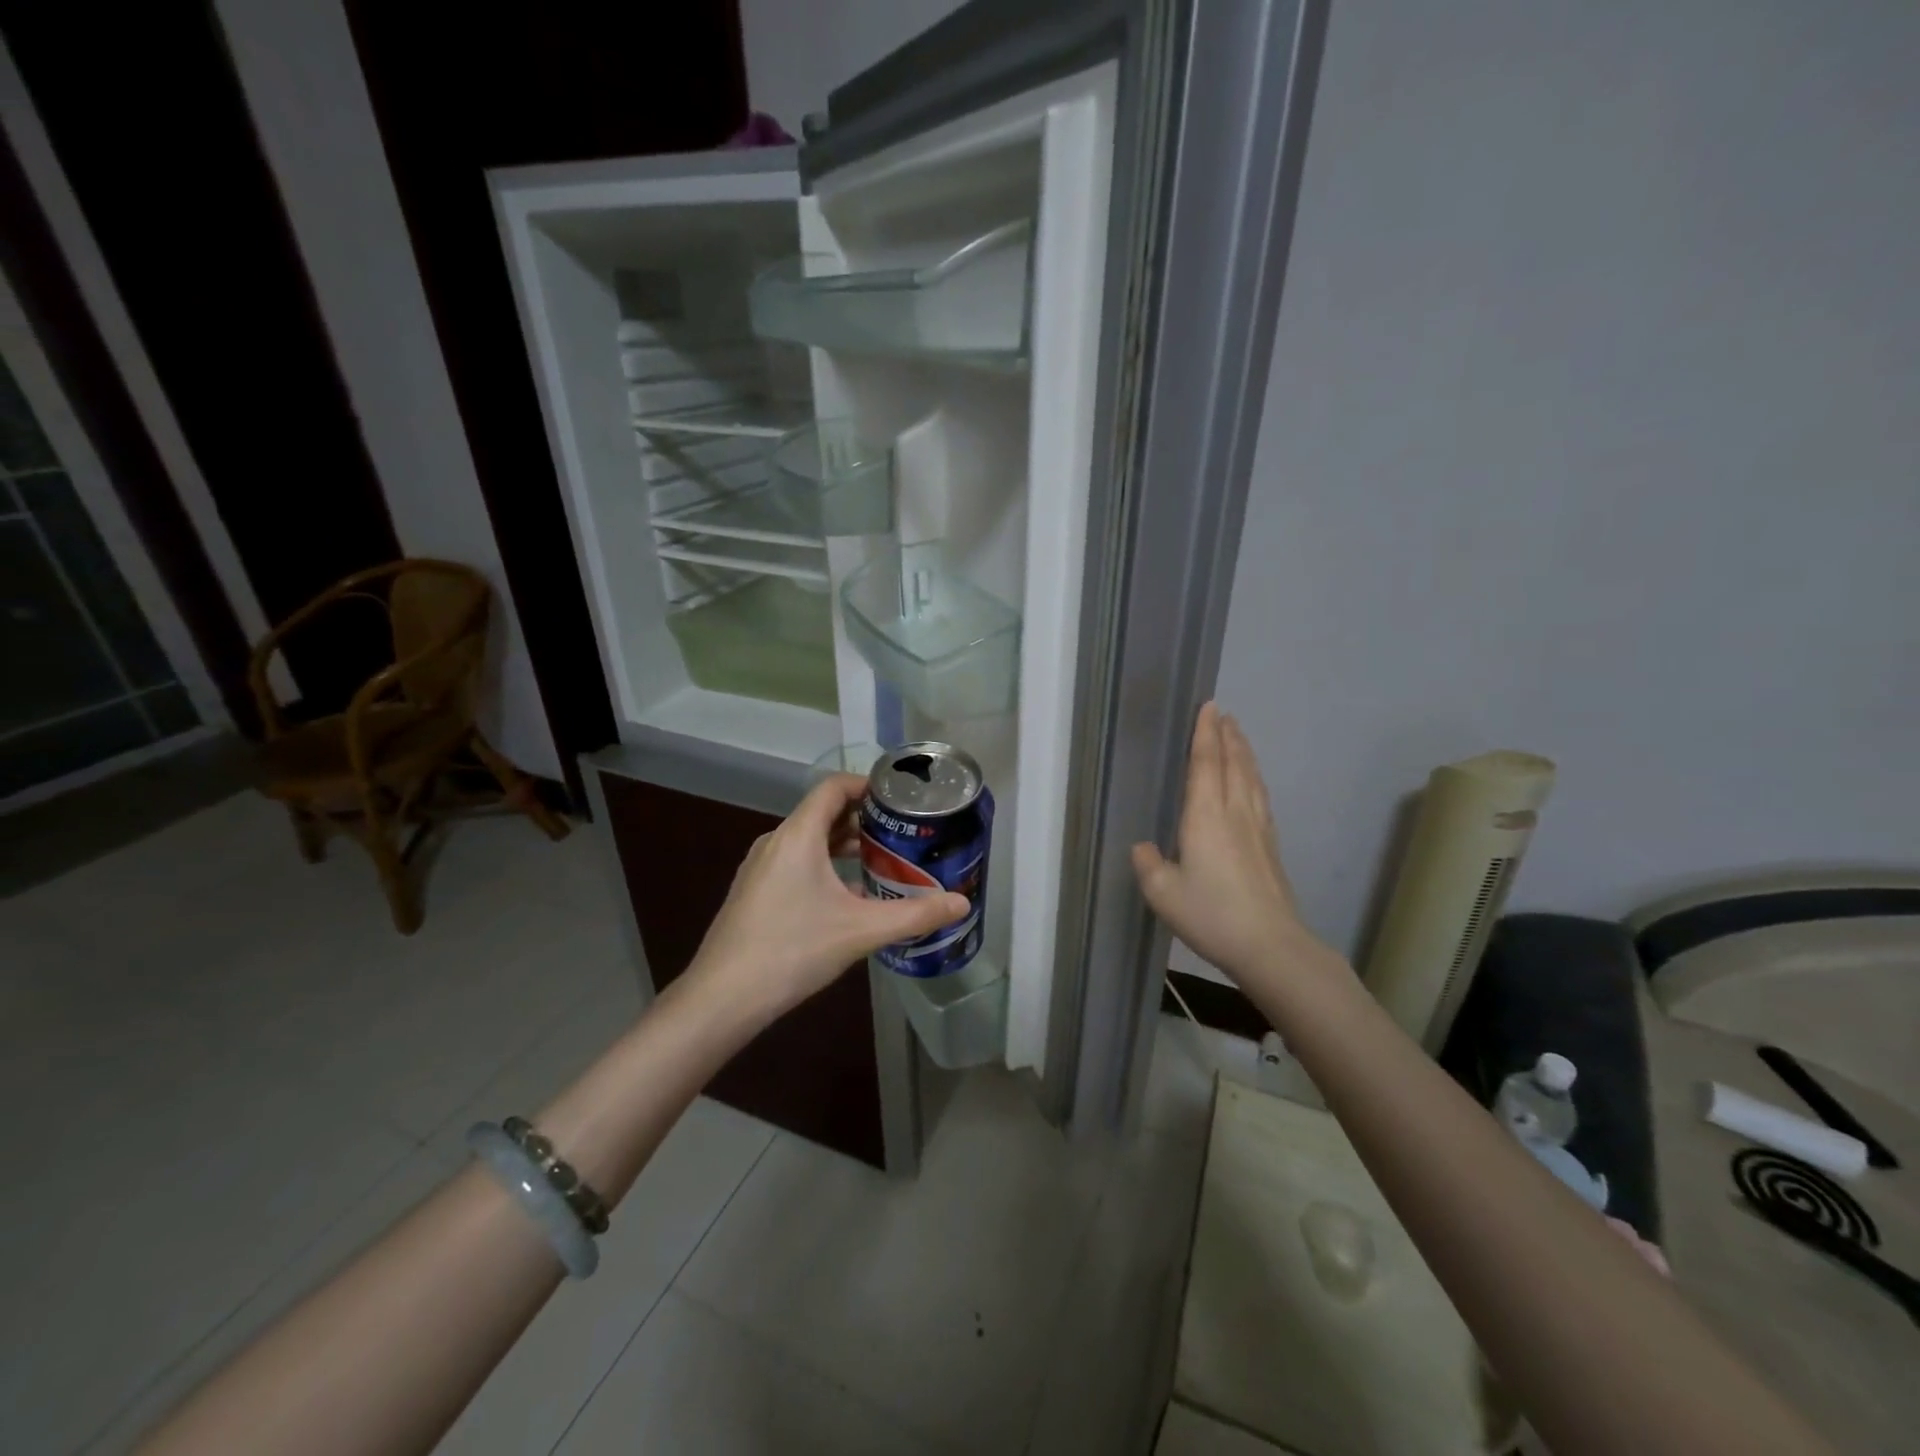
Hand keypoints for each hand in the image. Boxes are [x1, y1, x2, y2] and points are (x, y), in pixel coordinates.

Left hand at [685, 772, 968, 1022]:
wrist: (722, 998)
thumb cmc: (793, 950)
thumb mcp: (861, 931)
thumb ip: (915, 915)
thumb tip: (962, 905)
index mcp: (798, 835)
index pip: (833, 787)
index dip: (866, 784)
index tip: (899, 797)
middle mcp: (775, 842)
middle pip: (822, 813)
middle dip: (862, 818)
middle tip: (901, 832)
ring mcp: (759, 868)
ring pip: (808, 840)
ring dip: (843, 844)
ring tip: (880, 861)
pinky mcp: (753, 892)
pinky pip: (794, 862)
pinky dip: (824, 865)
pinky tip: (846, 897)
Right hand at [1132, 702, 1322, 983]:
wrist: (1270, 945)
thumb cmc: (1211, 914)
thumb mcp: (1162, 893)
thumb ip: (1148, 864)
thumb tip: (1144, 848)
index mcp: (1206, 816)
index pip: (1205, 763)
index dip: (1205, 734)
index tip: (1208, 706)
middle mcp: (1235, 813)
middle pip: (1233, 763)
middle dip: (1227, 736)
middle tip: (1223, 713)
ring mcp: (1258, 828)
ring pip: (1251, 778)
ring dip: (1243, 752)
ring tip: (1238, 737)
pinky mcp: (1270, 846)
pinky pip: (1261, 797)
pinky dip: (1254, 778)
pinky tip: (1253, 784)